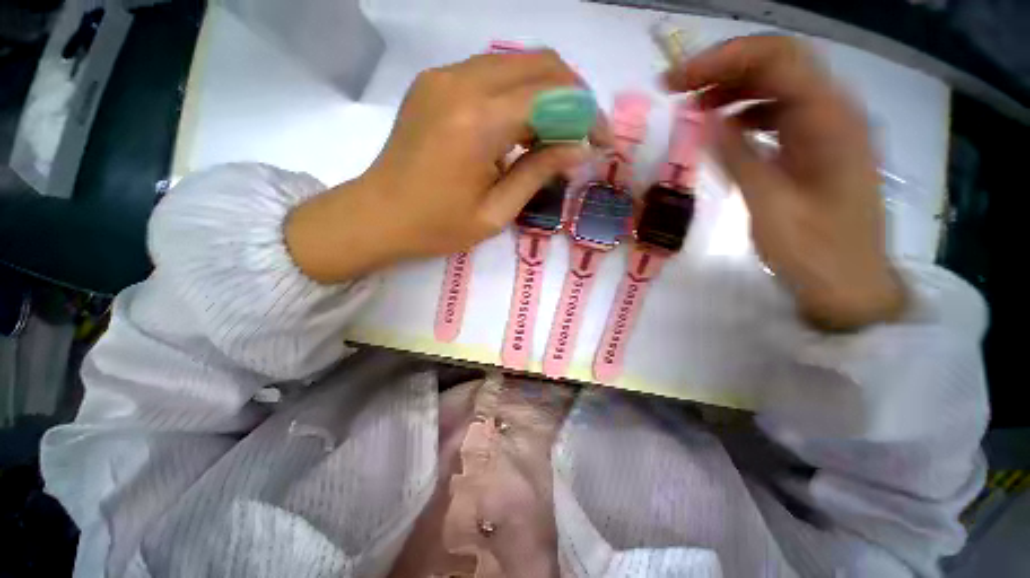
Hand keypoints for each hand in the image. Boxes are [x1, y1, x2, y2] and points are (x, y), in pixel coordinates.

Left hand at [286, 50, 599, 282]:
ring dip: (546, 92)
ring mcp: (444, 76)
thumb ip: (538, 173)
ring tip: (555, 134)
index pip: (552, 95)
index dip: (585, 114)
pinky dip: (518, 93)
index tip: (600, 142)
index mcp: (478, 122)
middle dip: (572, 94)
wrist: (378, 215)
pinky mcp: (435, 82)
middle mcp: (461, 83)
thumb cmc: (436, 226)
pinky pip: (491, 73)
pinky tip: (520, 127)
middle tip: (583, 133)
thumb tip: (578, 149)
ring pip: (516, 62)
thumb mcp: (495, 213)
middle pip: (538, 63)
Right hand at [665, 35, 904, 330]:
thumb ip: (738, 157)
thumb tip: (703, 120)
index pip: (776, 59)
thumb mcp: (770, 206)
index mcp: (830, 120)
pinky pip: (781, 112)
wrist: (850, 284)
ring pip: (778, 84)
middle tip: (677, 90)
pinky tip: (724, 129)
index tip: (675, 83)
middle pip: (778, 62)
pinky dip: (747, 111)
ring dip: (733, 88)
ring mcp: (829, 127)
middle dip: (723, 68)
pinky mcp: (818, 146)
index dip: (722, 60)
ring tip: (692, 108)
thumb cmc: (813, 252)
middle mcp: (835, 111)